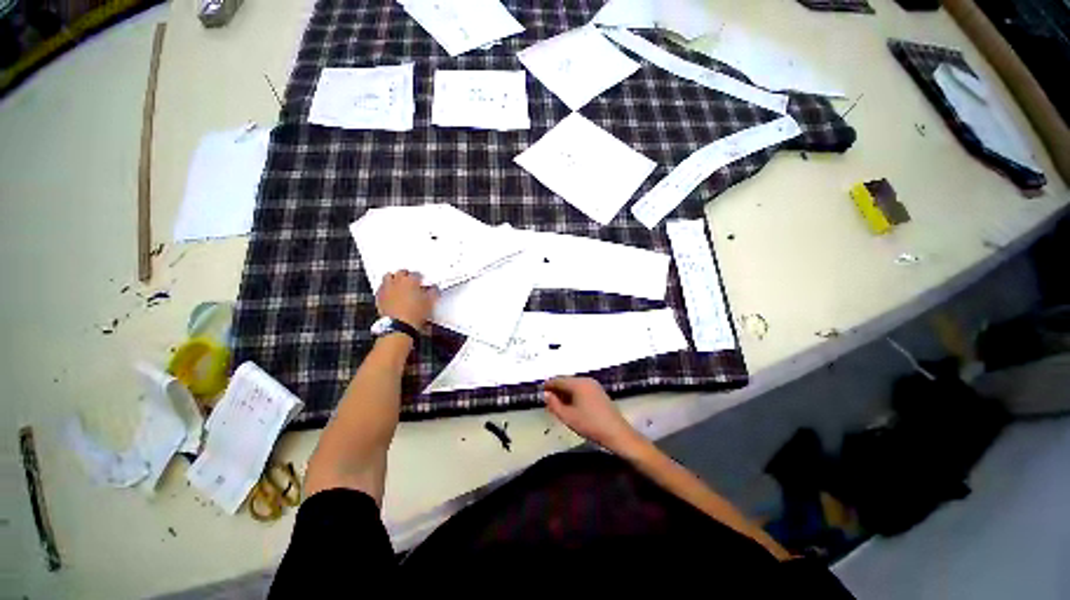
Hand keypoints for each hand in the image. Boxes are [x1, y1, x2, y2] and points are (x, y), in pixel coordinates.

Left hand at [376, 270, 438, 328]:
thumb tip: (433, 288)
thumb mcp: (430, 303)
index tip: (421, 281)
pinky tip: (390, 293)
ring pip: (388, 276)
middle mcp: (397, 282)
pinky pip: (381, 288)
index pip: (416, 274)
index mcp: (411, 281)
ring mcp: (387, 288)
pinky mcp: (379, 297)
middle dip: (405, 274)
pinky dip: (385, 288)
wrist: (399, 326)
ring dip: (393, 278)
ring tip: (398, 284)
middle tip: (410, 280)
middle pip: (401, 272)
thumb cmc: (414, 314)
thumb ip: (433, 292)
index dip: (420, 277)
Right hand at [543, 377, 644, 454]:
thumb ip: (554, 404)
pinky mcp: (599, 392)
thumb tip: (546, 394)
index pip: (558, 380)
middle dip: (556, 389)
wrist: (617, 433)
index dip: (548, 385)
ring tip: (558, 404)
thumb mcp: (568, 417)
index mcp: (578, 383)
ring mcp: (594, 385)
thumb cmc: (590, 425)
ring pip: (574, 385)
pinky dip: (574, 394)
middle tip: (548, 399)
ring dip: (565, 392)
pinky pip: (582, 389)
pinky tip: (571, 405)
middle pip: (567, 381)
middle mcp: (586, 380)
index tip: (540, 390)